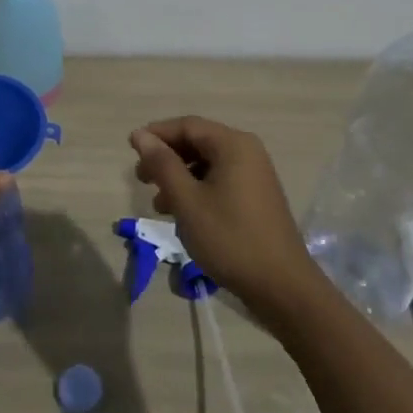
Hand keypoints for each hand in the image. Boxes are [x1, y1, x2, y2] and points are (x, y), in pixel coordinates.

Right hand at [129, 116, 325, 324]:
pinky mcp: (257, 197)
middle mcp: (247, 152)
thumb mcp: (187, 201)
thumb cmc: (230, 238)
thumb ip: (163, 164)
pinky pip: (220, 181)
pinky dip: (197, 190)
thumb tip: (141, 135)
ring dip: (180, 178)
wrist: (282, 287)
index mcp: (233, 145)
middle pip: (198, 142)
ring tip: (158, 204)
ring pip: (207, 164)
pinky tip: (183, 215)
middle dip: (166, 158)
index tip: (131, 149)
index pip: (187, 126)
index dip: (156, 134)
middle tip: (141, 179)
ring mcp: (255, 175)